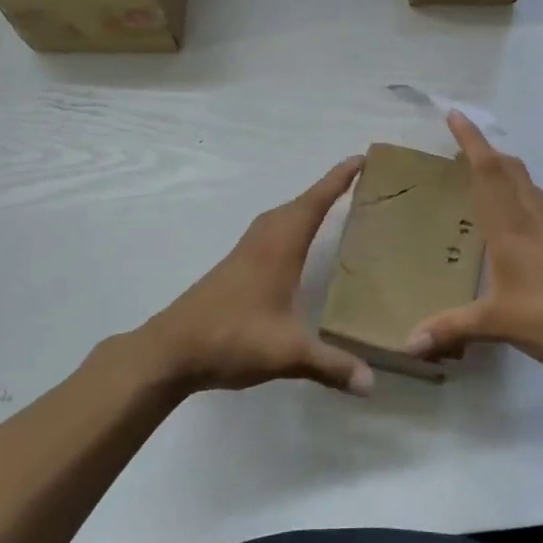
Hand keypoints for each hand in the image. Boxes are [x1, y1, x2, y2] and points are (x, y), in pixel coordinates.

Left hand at [140, 158, 374, 397]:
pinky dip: (288, 226)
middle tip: (354, 183)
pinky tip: (292, 248)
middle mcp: (262, 241)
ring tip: (329, 209)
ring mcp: (244, 253)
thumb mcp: (288, 353)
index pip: (315, 202)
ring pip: (279, 218)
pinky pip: (268, 233)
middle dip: (326, 190)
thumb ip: (331, 365)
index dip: (338, 179)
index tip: (360, 158)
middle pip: (298, 204)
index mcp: (279, 247)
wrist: (170, 350)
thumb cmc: (231, 338)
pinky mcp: (232, 268)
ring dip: (304, 207)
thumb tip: (372, 383)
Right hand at [405, 113, 542, 373]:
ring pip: (528, 183)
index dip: (471, 140)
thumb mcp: (497, 323)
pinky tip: (520, 218)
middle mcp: (533, 217)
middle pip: (509, 169)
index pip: (487, 171)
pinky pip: (541, 202)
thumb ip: (451, 328)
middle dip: (485, 150)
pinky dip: (523, 193)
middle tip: (463, 145)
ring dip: (506, 169)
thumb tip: (407, 345)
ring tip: (487, 175)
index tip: (456, 114)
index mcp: (510, 227)